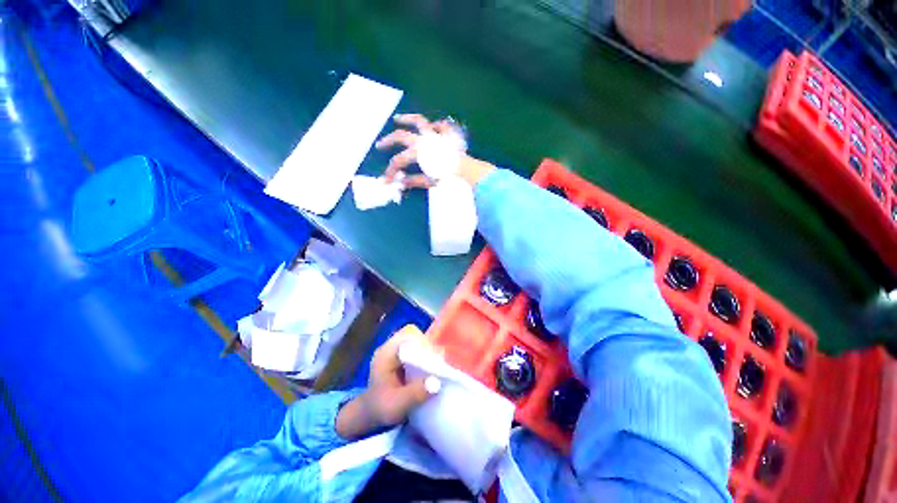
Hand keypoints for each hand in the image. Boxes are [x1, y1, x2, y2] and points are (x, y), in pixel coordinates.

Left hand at [336, 325, 440, 438]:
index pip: (408, 333)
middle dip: (429, 347)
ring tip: (439, 366)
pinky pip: (419, 350)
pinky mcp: (404, 356)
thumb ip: (415, 394)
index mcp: (386, 353)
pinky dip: (427, 357)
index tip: (435, 356)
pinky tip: (433, 370)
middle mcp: (392, 346)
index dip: (423, 341)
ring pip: (419, 342)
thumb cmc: (380, 409)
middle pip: (416, 335)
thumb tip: (437, 382)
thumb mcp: (396, 406)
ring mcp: (398, 350)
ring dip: (430, 352)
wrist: (370, 414)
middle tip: (440, 362)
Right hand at [375, 113, 494, 188]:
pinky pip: (441, 126)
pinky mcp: (447, 135)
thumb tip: (400, 183)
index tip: (386, 181)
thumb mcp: (429, 181)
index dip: (390, 171)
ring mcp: (435, 134)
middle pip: (401, 137)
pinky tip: (434, 127)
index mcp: (418, 152)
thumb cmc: (447, 176)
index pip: (399, 161)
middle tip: (380, 145)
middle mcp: (424, 139)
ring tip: (398, 119)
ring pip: (418, 121)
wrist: (466, 170)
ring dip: (407, 119)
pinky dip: (436, 126)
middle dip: (388, 141)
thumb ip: (413, 181)